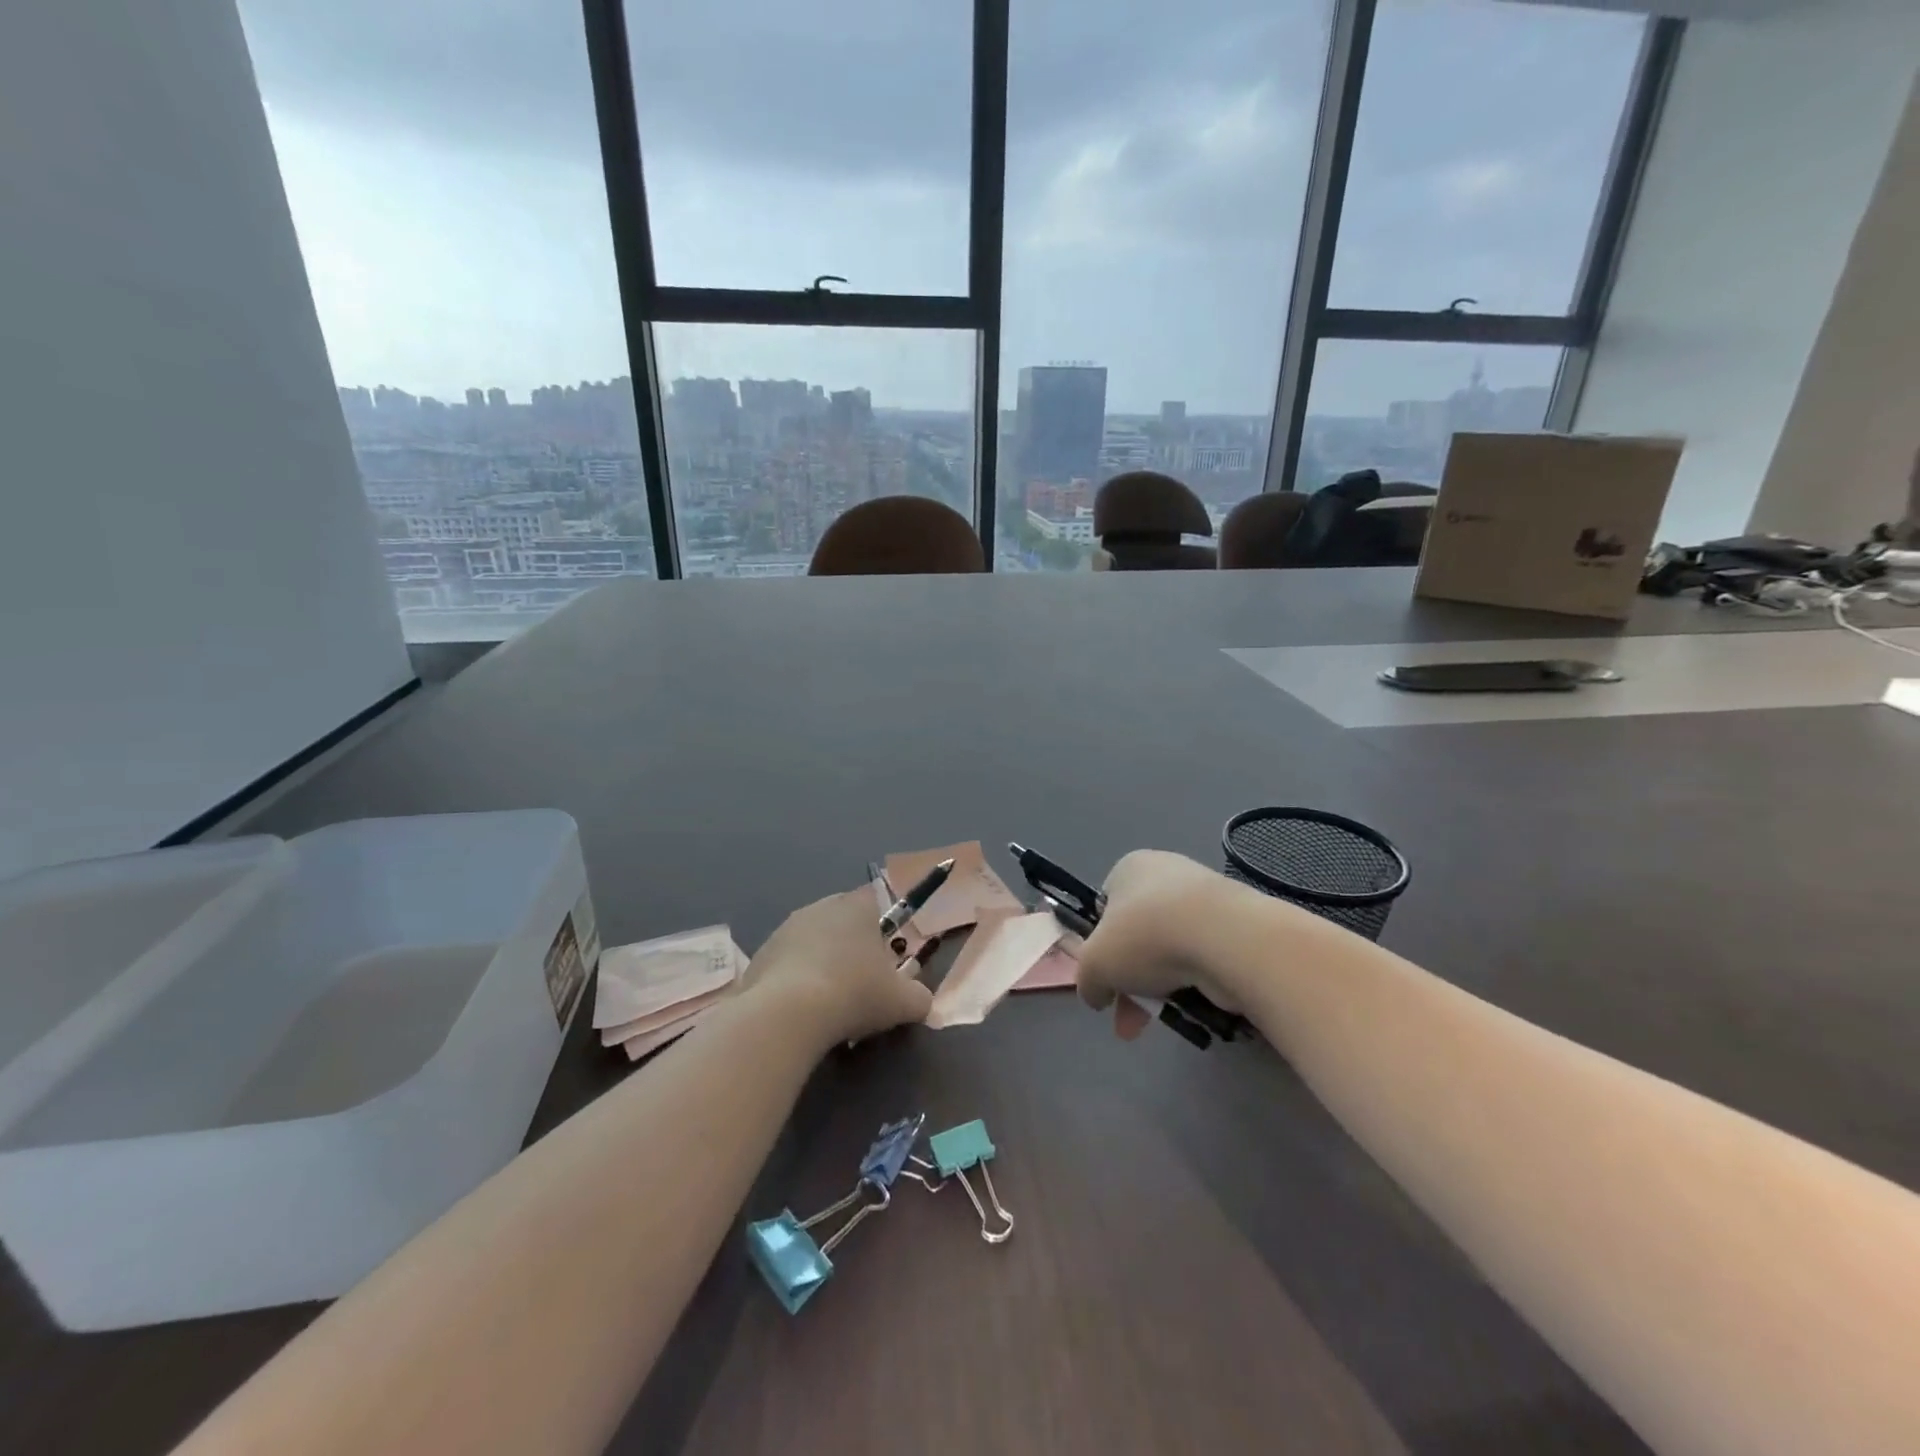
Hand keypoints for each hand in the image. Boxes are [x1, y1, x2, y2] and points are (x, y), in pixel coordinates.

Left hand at [744, 887, 932, 1046]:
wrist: (787, 1014)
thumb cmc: (854, 994)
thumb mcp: (903, 1002)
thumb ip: (919, 997)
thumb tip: (921, 1000)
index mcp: (857, 906)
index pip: (876, 901)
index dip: (884, 928)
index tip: (887, 958)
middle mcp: (820, 907)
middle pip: (843, 921)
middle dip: (852, 947)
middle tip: (863, 983)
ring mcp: (786, 929)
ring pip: (813, 942)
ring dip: (822, 964)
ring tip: (830, 1003)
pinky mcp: (760, 954)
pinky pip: (787, 964)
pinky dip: (795, 982)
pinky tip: (801, 1011)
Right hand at [1075, 850, 1253, 1014]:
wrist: (1225, 940)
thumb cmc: (1146, 937)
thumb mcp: (1094, 964)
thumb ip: (1087, 980)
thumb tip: (1098, 994)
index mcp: (1129, 868)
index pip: (1106, 908)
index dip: (1100, 945)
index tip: (1105, 977)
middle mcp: (1166, 874)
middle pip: (1138, 935)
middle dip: (1130, 981)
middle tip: (1129, 1020)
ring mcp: (1204, 899)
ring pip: (1170, 951)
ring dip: (1160, 988)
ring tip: (1162, 1020)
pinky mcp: (1235, 924)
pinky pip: (1202, 958)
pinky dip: (1194, 983)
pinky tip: (1192, 1006)